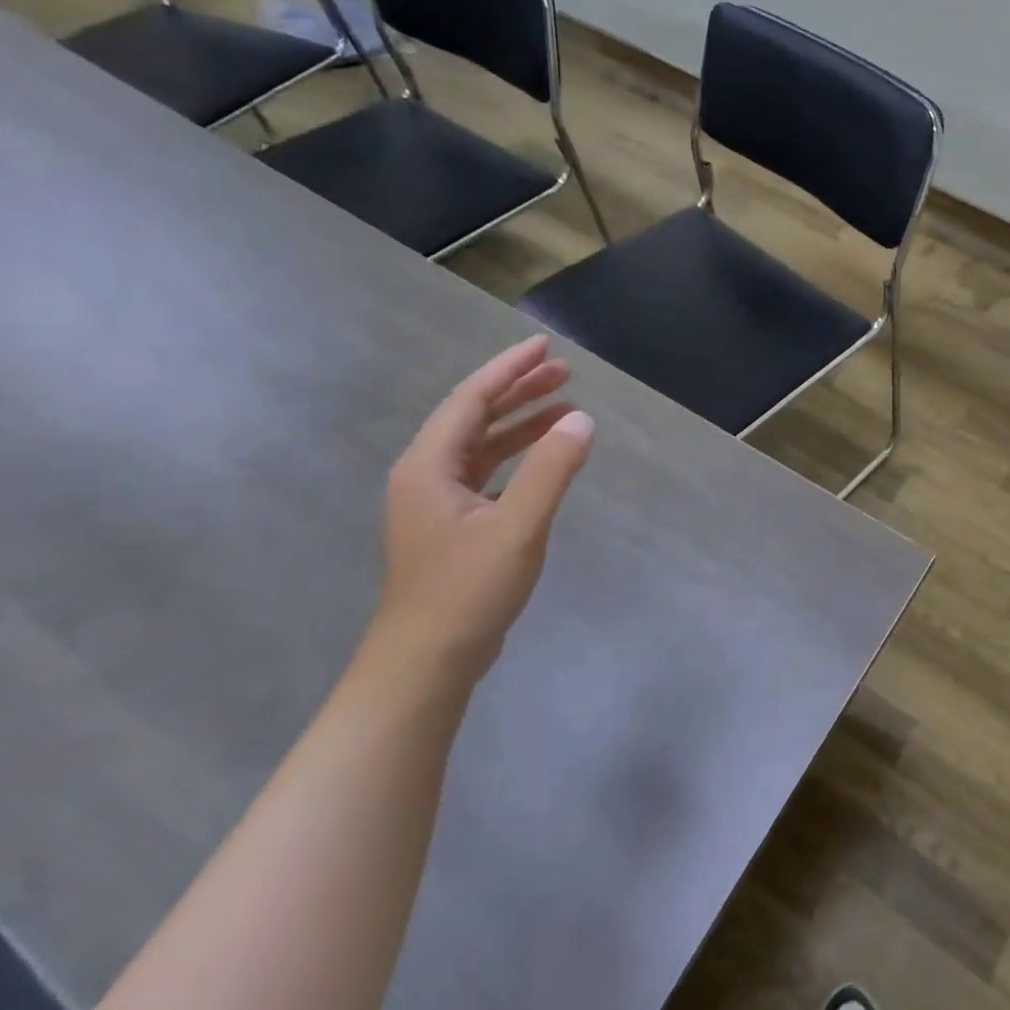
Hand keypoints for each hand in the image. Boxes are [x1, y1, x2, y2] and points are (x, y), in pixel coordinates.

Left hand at [375, 335, 594, 681]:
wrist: (427, 662)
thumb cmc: (467, 590)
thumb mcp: (517, 526)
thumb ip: (551, 470)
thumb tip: (581, 419)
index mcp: (429, 467)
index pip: (470, 400)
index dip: (508, 370)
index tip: (544, 346)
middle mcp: (427, 476)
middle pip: (474, 416)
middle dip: (518, 390)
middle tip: (564, 370)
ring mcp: (438, 502)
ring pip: (482, 444)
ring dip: (521, 421)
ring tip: (565, 404)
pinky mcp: (454, 524)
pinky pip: (488, 470)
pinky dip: (519, 453)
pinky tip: (547, 455)